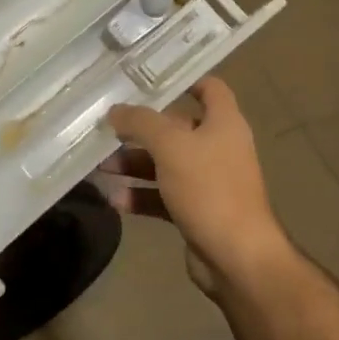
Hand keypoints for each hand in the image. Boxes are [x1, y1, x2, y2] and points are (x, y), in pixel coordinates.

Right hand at [105, 78, 291, 294]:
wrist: (237, 259)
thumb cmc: (209, 189)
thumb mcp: (170, 146)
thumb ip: (140, 122)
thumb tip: (115, 111)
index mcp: (224, 124)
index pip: (210, 88)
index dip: (184, 80)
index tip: (148, 81)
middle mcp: (219, 148)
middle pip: (177, 128)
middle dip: (141, 130)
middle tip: (107, 128)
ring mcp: (208, 182)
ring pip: (166, 164)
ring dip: (134, 163)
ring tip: (101, 166)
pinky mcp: (197, 212)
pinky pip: (164, 196)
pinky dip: (141, 195)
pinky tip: (114, 199)